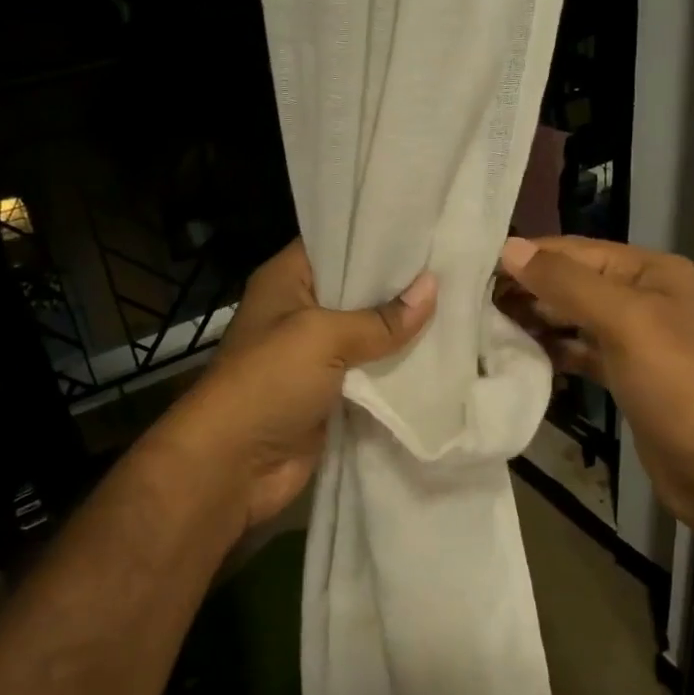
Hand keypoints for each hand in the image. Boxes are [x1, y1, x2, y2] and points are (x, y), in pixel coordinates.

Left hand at [145, 239, 436, 535]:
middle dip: (402, 285)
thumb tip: (433, 288)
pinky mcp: (332, 393)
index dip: (380, 237)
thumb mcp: (322, 337)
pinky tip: (443, 354)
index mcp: (287, 280)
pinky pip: (373, 373)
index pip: (338, 243)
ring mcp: (316, 354)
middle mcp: (301, 310)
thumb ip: (380, 318)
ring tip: (461, 304)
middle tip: (456, 267)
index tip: (428, 228)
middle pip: (359, 290)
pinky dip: (399, 369)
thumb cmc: (268, 382)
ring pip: (370, 334)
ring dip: (405, 330)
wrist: (232, 466)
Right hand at [495, 235, 693, 533]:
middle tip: (469, 303)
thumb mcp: (625, 322)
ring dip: (534, 322)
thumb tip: (510, 248)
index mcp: (650, 272)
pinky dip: (552, 353)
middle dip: (526, 290)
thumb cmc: (679, 386)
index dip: (527, 257)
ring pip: (573, 319)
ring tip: (483, 328)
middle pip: (572, 283)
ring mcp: (635, 340)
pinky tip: (518, 358)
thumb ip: (566, 283)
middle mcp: (643, 298)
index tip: (472, 267)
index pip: (575, 251)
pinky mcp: (626, 377)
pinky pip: (580, 353)